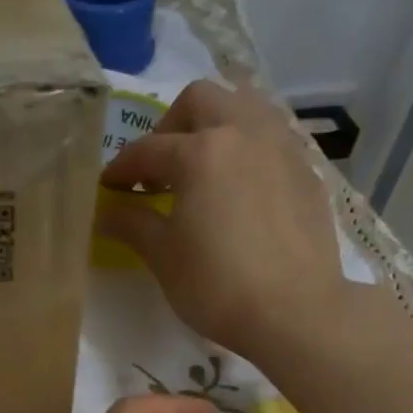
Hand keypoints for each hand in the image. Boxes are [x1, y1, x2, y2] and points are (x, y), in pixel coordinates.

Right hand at [97, 80, 356, 360]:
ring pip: (245, 106)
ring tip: (204, 165)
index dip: (121, 167)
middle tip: (159, 167)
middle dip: (170, 125)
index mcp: (201, 152)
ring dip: (216, 124)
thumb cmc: (217, 285)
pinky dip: (248, 147)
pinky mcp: (306, 170)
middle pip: (200, 101)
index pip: (148, 149)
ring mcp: (281, 147)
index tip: (109, 187)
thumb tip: (106, 211)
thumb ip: (133, 223)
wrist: (295, 311)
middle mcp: (243, 133)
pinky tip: (241, 186)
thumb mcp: (164, 257)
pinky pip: (272, 137)